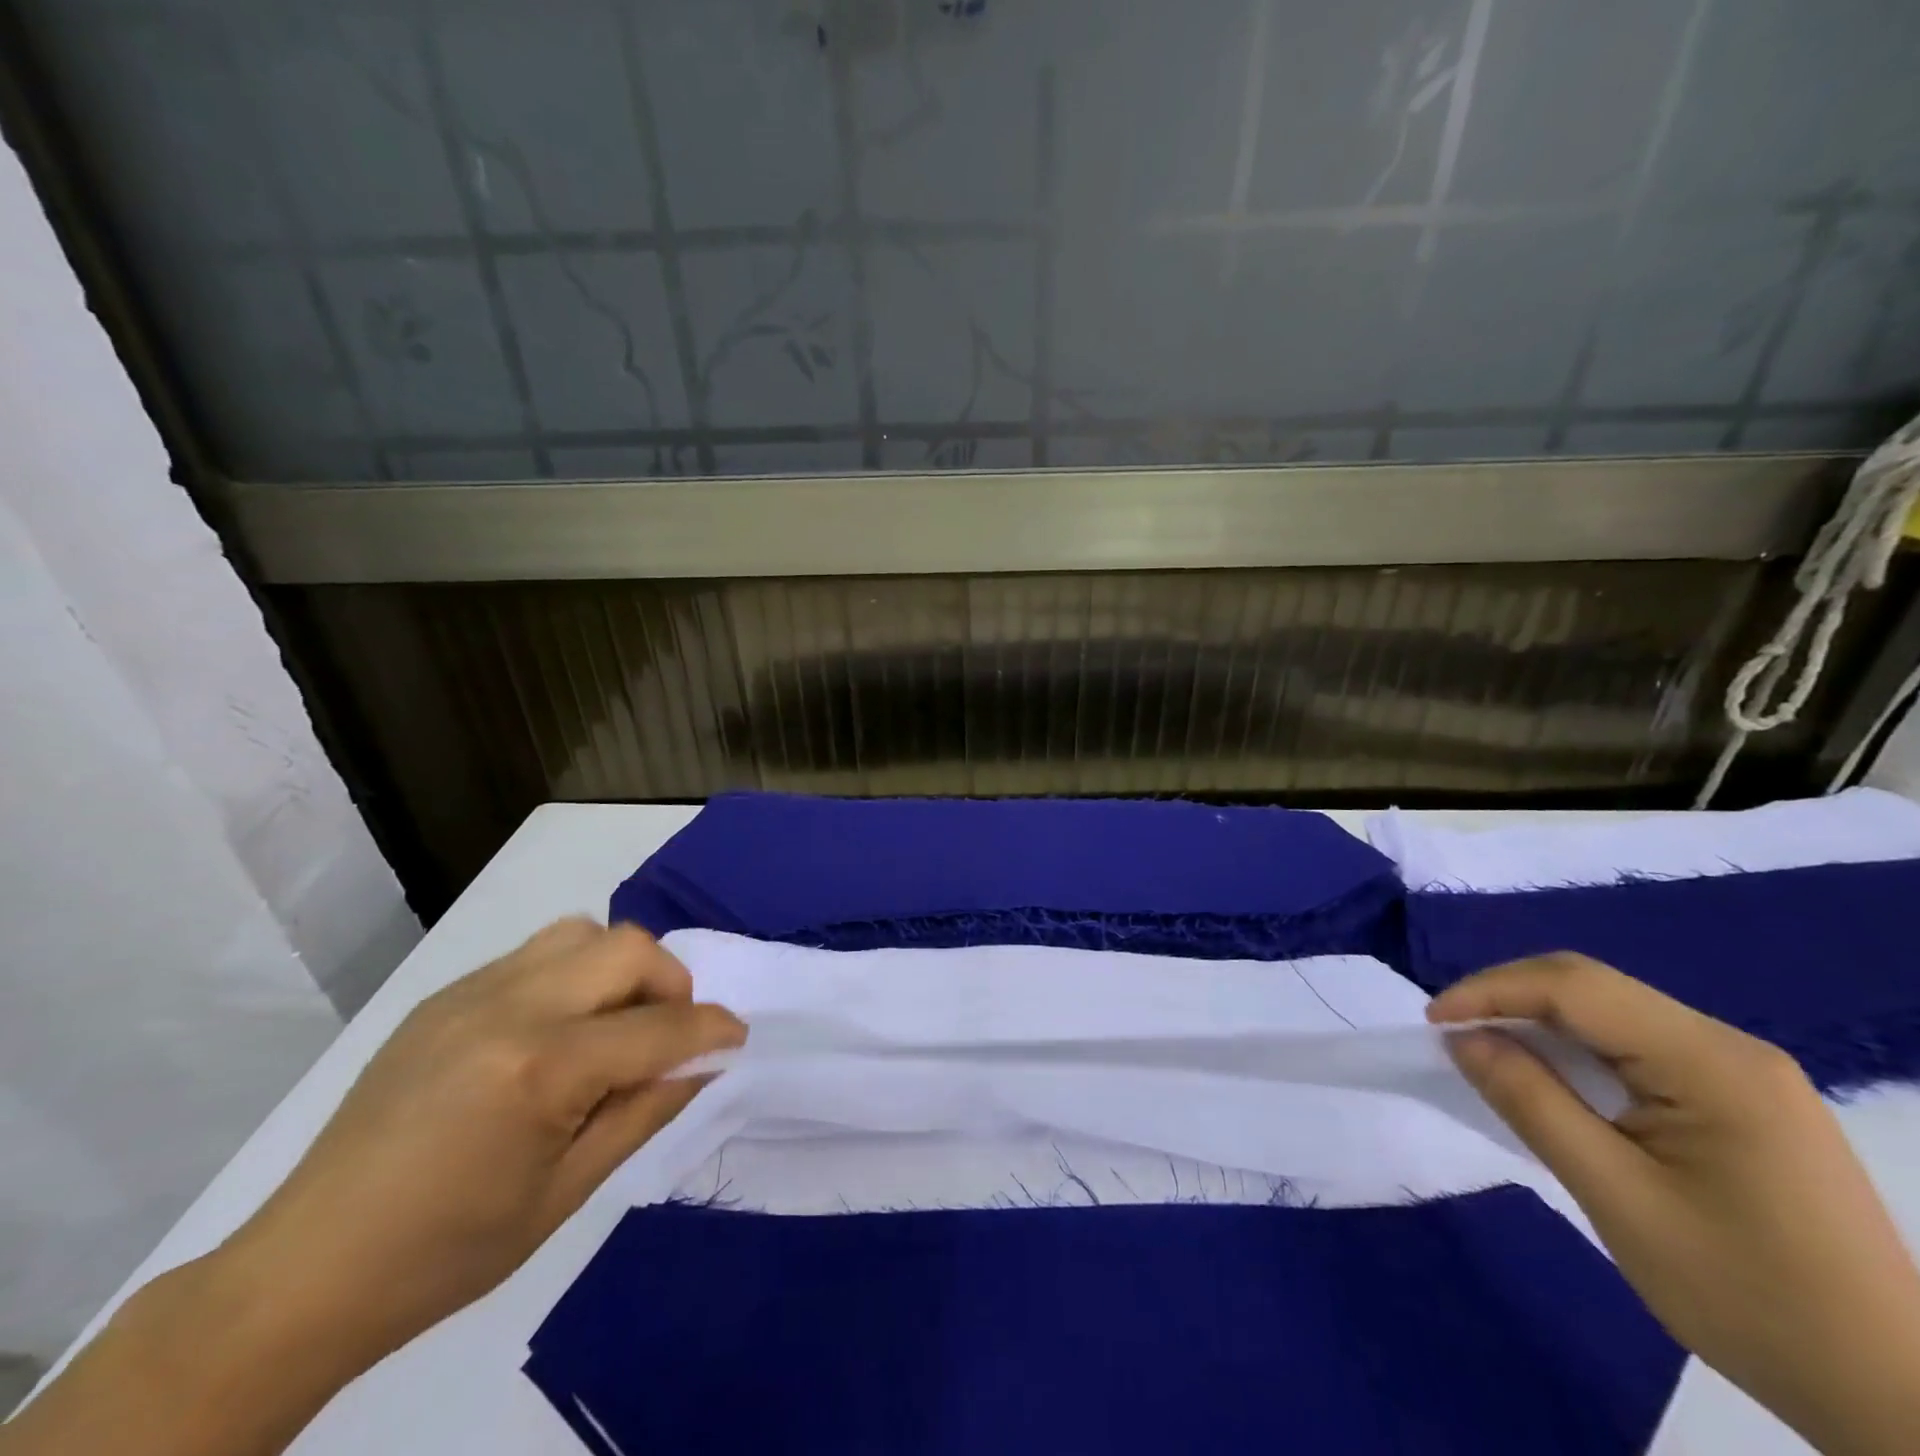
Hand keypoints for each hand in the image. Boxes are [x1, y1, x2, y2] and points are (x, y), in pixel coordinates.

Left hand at [234, 917, 743, 1369]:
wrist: (306, 1271)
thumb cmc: (450, 1249)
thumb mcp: (568, 1191)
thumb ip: (646, 1109)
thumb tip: (704, 1061)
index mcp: (541, 1069)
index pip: (659, 1028)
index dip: (712, 1030)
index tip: (736, 1038)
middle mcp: (510, 1008)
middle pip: (627, 948)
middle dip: (671, 983)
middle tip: (668, 1033)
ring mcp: (471, 992)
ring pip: (582, 933)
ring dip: (619, 968)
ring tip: (614, 1021)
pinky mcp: (446, 994)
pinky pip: (535, 954)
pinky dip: (572, 974)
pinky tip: (556, 1028)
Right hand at [1430, 953, 1919, 1455]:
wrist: (1896, 1401)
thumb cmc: (1749, 1298)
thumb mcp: (1617, 1199)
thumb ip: (1531, 1103)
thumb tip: (1462, 1038)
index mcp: (1712, 1063)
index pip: (1575, 987)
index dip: (1491, 990)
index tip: (1433, 1023)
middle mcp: (1731, 1048)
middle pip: (1593, 987)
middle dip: (1509, 998)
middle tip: (1453, 1034)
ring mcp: (1743, 1072)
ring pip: (1611, 1012)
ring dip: (1539, 1022)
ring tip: (1487, 1051)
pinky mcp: (1742, 1099)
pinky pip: (1636, 1046)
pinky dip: (1576, 1049)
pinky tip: (1552, 1078)